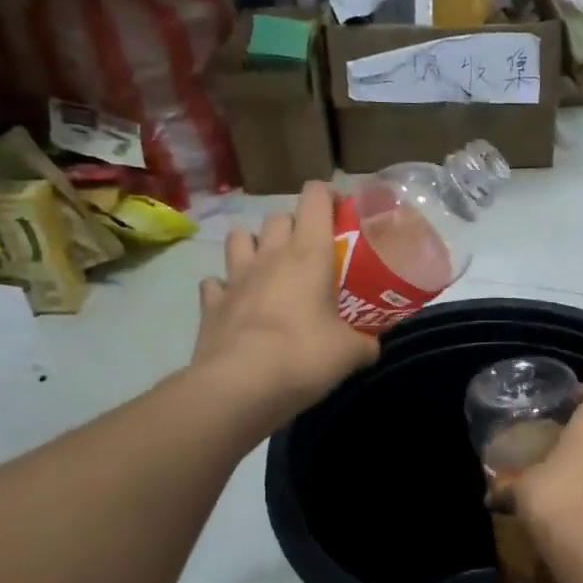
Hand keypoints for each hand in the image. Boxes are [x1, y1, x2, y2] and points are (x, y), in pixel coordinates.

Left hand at [191, 182, 377, 434]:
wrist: (238, 386)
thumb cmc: (303, 357)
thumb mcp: (350, 353)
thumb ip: (366, 343)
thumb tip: (372, 346)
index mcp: (308, 254)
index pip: (315, 198)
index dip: (328, 196)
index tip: (342, 212)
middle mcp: (269, 256)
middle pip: (278, 217)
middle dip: (294, 225)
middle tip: (310, 252)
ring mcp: (234, 278)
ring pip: (239, 238)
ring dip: (253, 245)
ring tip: (267, 268)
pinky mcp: (210, 304)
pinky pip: (215, 283)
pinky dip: (225, 288)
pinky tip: (237, 303)